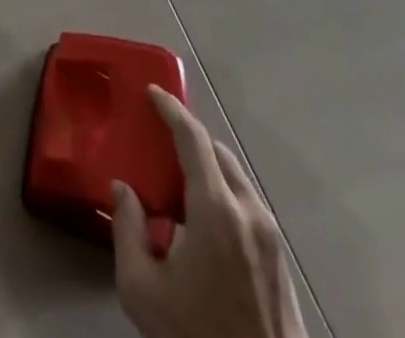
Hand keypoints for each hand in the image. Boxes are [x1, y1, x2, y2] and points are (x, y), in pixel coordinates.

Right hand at [113, 87, 307, 337]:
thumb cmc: (197, 334)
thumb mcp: (141, 288)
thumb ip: (127, 229)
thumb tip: (123, 190)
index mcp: (216, 209)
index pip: (193, 138)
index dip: (171, 109)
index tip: (151, 91)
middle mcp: (249, 212)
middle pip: (217, 153)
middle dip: (188, 138)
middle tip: (157, 140)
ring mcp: (271, 238)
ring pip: (235, 178)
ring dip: (206, 167)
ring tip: (175, 183)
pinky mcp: (281, 262)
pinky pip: (246, 205)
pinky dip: (221, 193)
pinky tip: (200, 219)